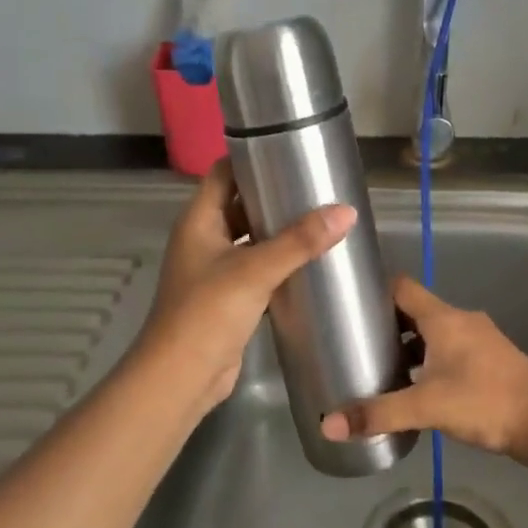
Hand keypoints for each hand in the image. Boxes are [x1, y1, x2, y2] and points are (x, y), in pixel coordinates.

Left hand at [135, 161, 354, 419]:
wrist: (181, 378)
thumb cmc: (207, 313)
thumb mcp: (255, 271)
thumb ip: (299, 241)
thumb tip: (346, 211)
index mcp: (199, 221)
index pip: (224, 173)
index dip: (251, 158)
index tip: (290, 149)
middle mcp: (204, 239)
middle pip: (240, 204)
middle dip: (274, 195)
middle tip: (317, 186)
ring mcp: (215, 270)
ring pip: (251, 238)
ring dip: (279, 230)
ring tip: (322, 218)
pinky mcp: (229, 298)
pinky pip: (257, 269)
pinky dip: (279, 262)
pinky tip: (311, 260)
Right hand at [320, 275, 527, 461]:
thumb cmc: (483, 402)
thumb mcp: (425, 407)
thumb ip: (378, 414)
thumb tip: (329, 426)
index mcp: (444, 318)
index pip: (402, 287)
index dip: (375, 291)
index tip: (350, 304)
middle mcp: (461, 320)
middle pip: (416, 311)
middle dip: (388, 323)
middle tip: (357, 342)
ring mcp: (480, 339)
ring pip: (435, 333)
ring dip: (410, 345)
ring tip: (381, 366)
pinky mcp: (490, 360)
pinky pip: (451, 350)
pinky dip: (431, 360)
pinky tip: (418, 386)